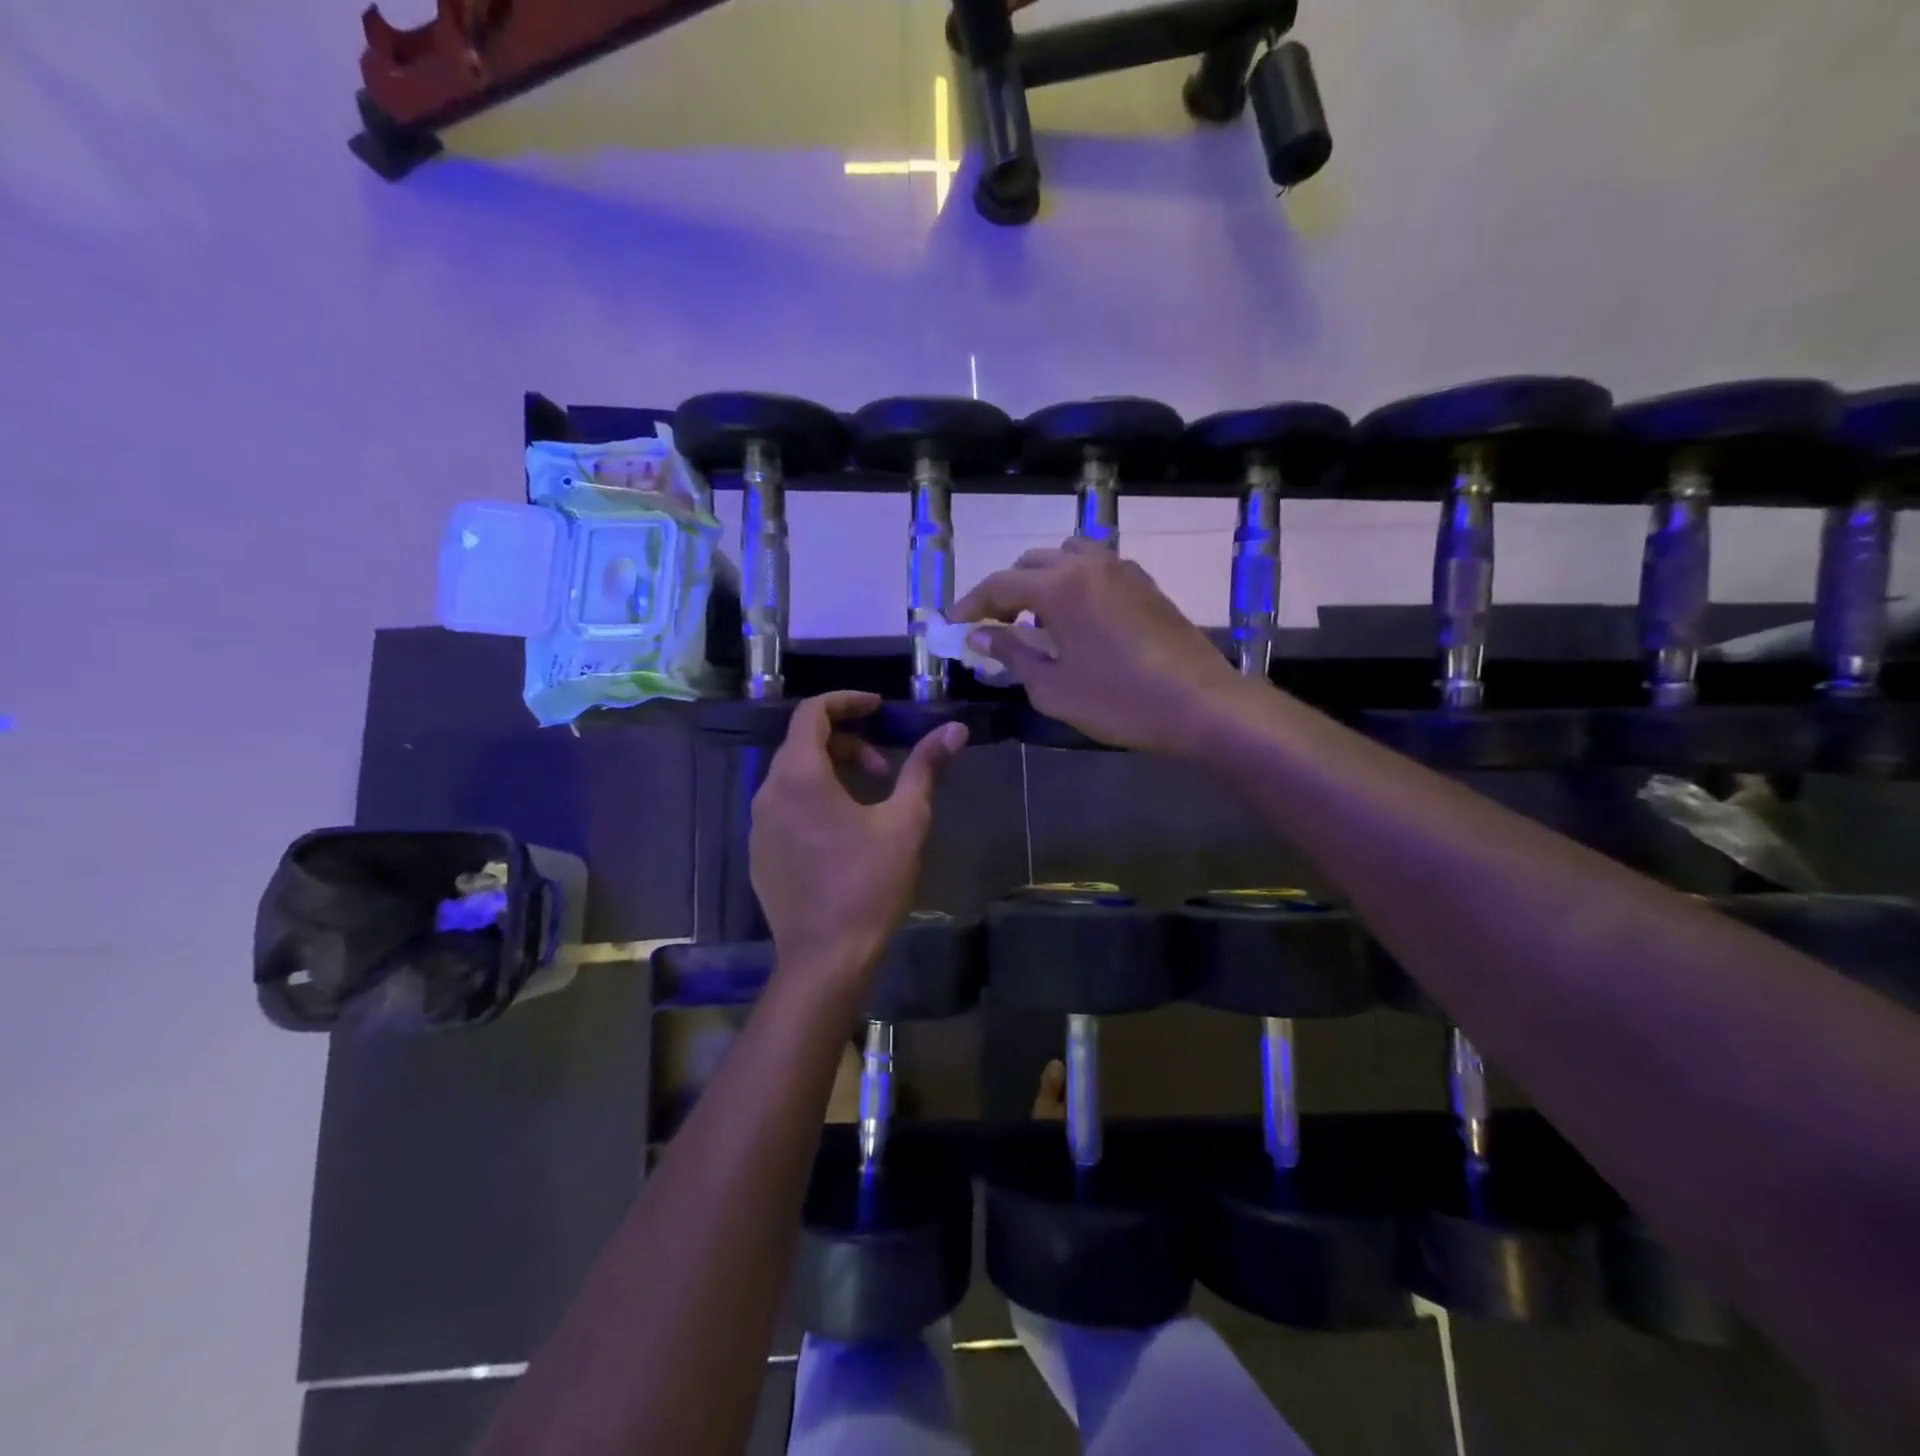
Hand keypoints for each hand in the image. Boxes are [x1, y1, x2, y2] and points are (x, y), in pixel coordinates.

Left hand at [750, 693, 966, 991]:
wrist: (826, 958)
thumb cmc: (869, 884)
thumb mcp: (906, 821)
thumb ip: (925, 768)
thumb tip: (954, 729)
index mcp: (799, 775)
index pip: (812, 713)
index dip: (847, 701)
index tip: (879, 708)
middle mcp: (767, 792)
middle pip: (803, 744)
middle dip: (847, 743)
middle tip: (884, 768)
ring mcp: (757, 826)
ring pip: (792, 777)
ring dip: (831, 773)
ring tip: (868, 801)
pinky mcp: (758, 854)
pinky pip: (783, 808)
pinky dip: (812, 800)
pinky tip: (842, 834)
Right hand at [952, 538, 1247, 755]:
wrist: (1201, 704)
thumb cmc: (1120, 701)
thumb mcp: (1053, 687)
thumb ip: (1011, 654)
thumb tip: (978, 636)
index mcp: (1060, 586)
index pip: (999, 585)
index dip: (970, 606)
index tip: (953, 627)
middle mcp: (1088, 564)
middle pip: (1030, 563)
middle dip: (1004, 593)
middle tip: (993, 629)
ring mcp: (1121, 569)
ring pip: (1065, 557)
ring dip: (1040, 582)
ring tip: (1037, 623)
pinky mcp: (1145, 583)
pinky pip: (1095, 568)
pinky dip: (1072, 584)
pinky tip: (1076, 622)